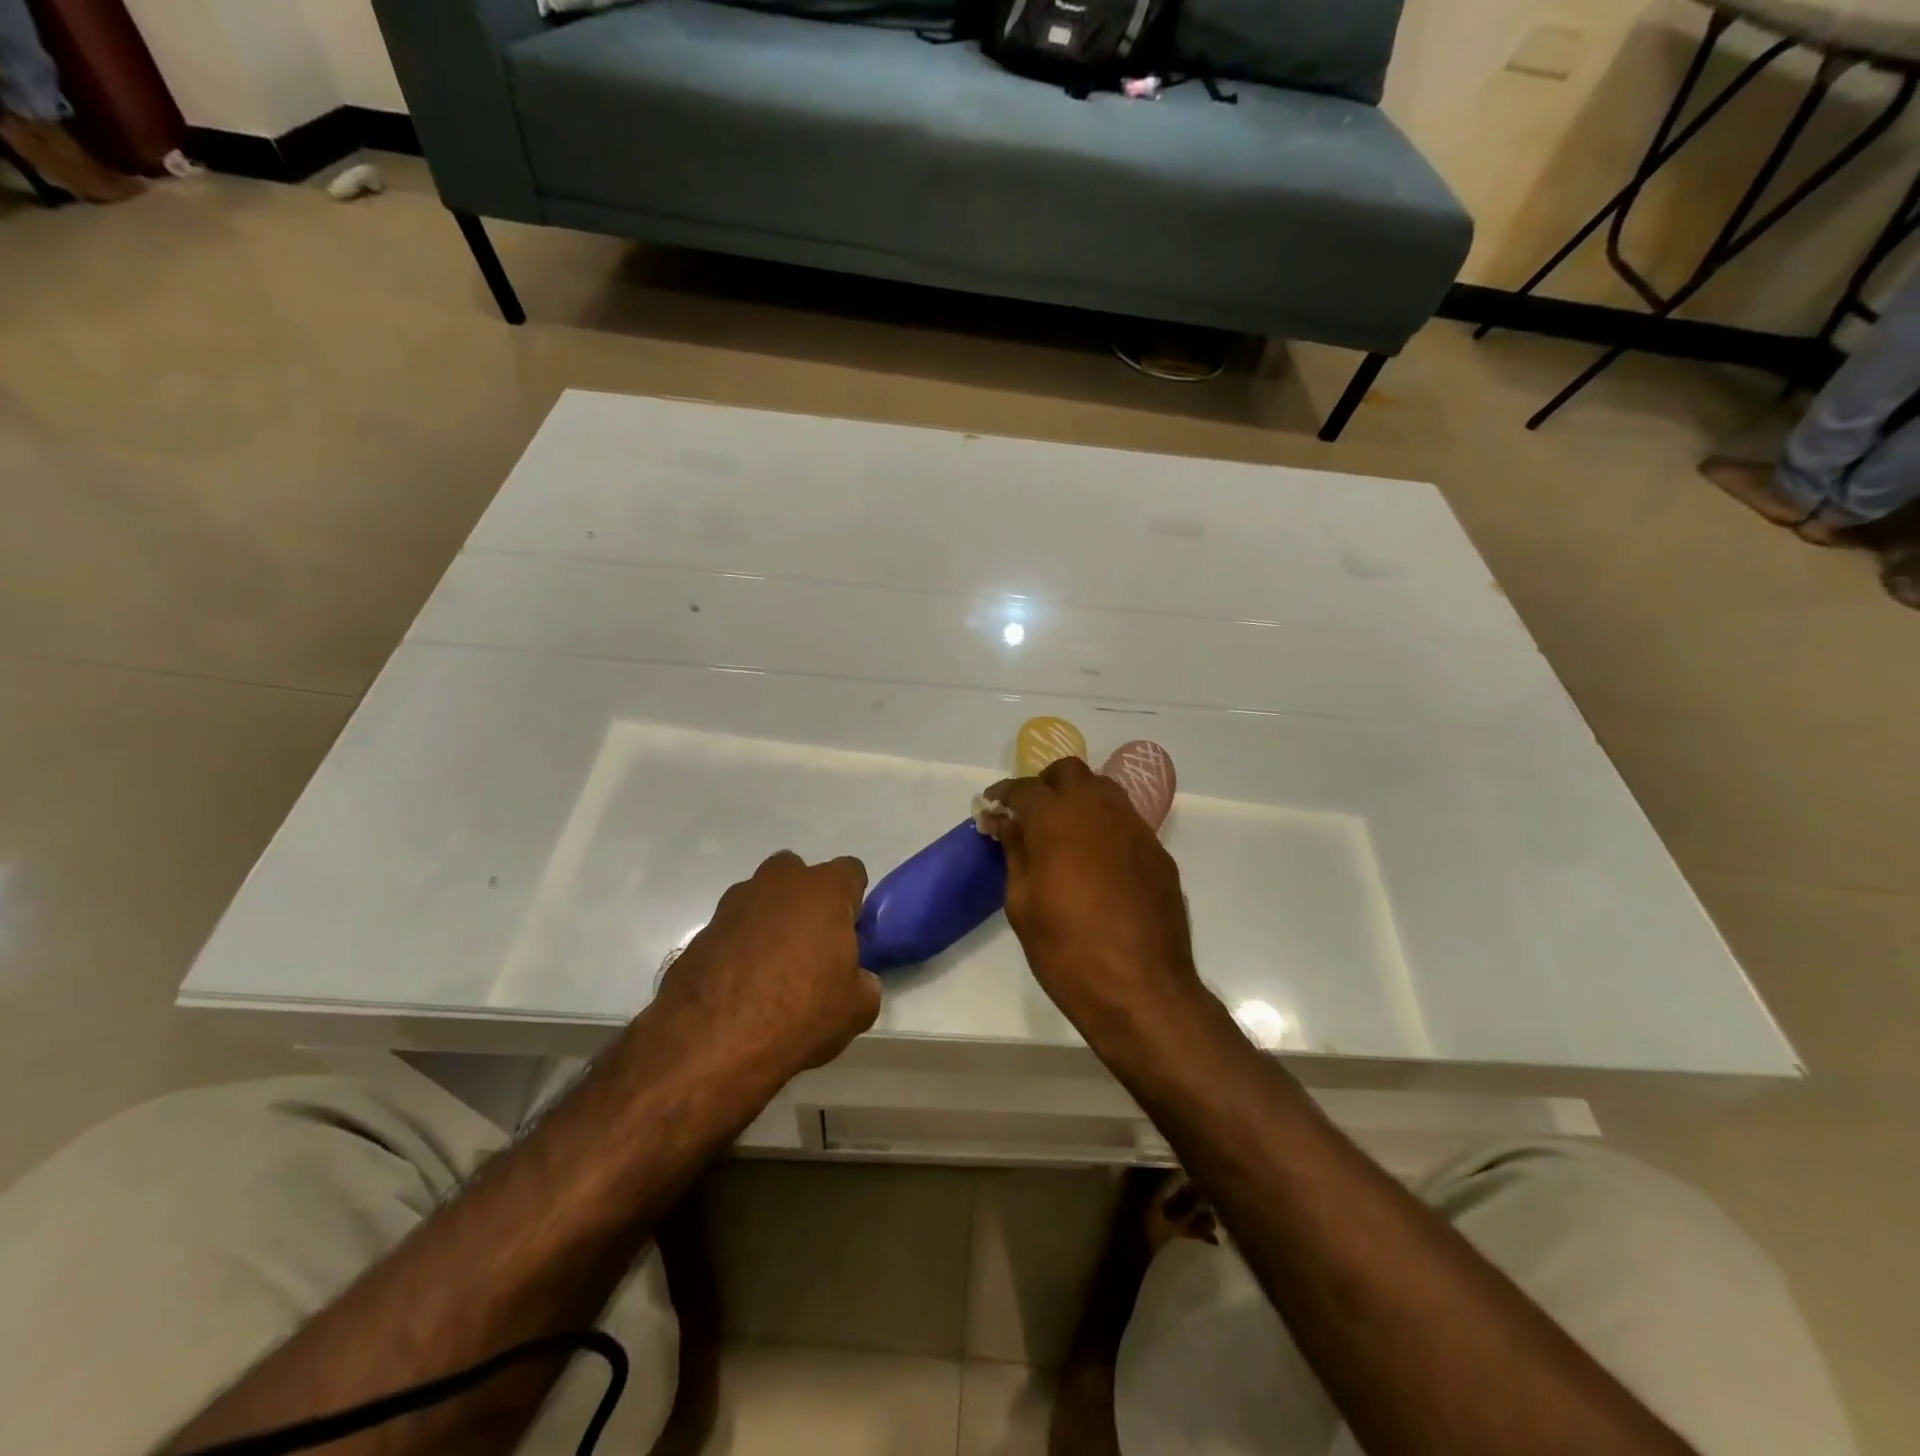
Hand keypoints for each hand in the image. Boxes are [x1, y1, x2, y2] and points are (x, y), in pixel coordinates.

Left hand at [655, 851, 878, 1081]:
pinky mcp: (700, 933)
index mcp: (823, 891)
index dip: (853, 899)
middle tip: (812, 943)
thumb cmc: (800, 1013)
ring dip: (769, 921)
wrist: (714, 1043)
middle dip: (806, 899)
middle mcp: (777, 884)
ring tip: (772, 969)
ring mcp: (733, 905)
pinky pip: (731, 931)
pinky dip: (739, 948)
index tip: (850, 931)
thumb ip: (864, 982)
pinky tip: (741, 987)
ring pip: (760, 899)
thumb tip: (857, 980)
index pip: (850, 871)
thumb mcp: (857, 1008)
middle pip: (798, 874)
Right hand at [981, 758, 1203, 1041]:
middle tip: (1030, 814)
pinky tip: (1097, 860)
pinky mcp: (1158, 852)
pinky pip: (1126, 820)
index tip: (992, 808)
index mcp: (1057, 821)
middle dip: (1045, 784)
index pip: (1025, 788)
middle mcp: (1099, 811)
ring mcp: (1135, 828)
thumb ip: (1014, 852)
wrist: (1142, 989)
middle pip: (1069, 771)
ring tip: (1064, 832)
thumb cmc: (1068, 951)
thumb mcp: (1023, 904)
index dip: (1004, 794)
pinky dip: (1104, 825)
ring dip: (1078, 798)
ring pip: (1103, 788)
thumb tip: (1004, 821)